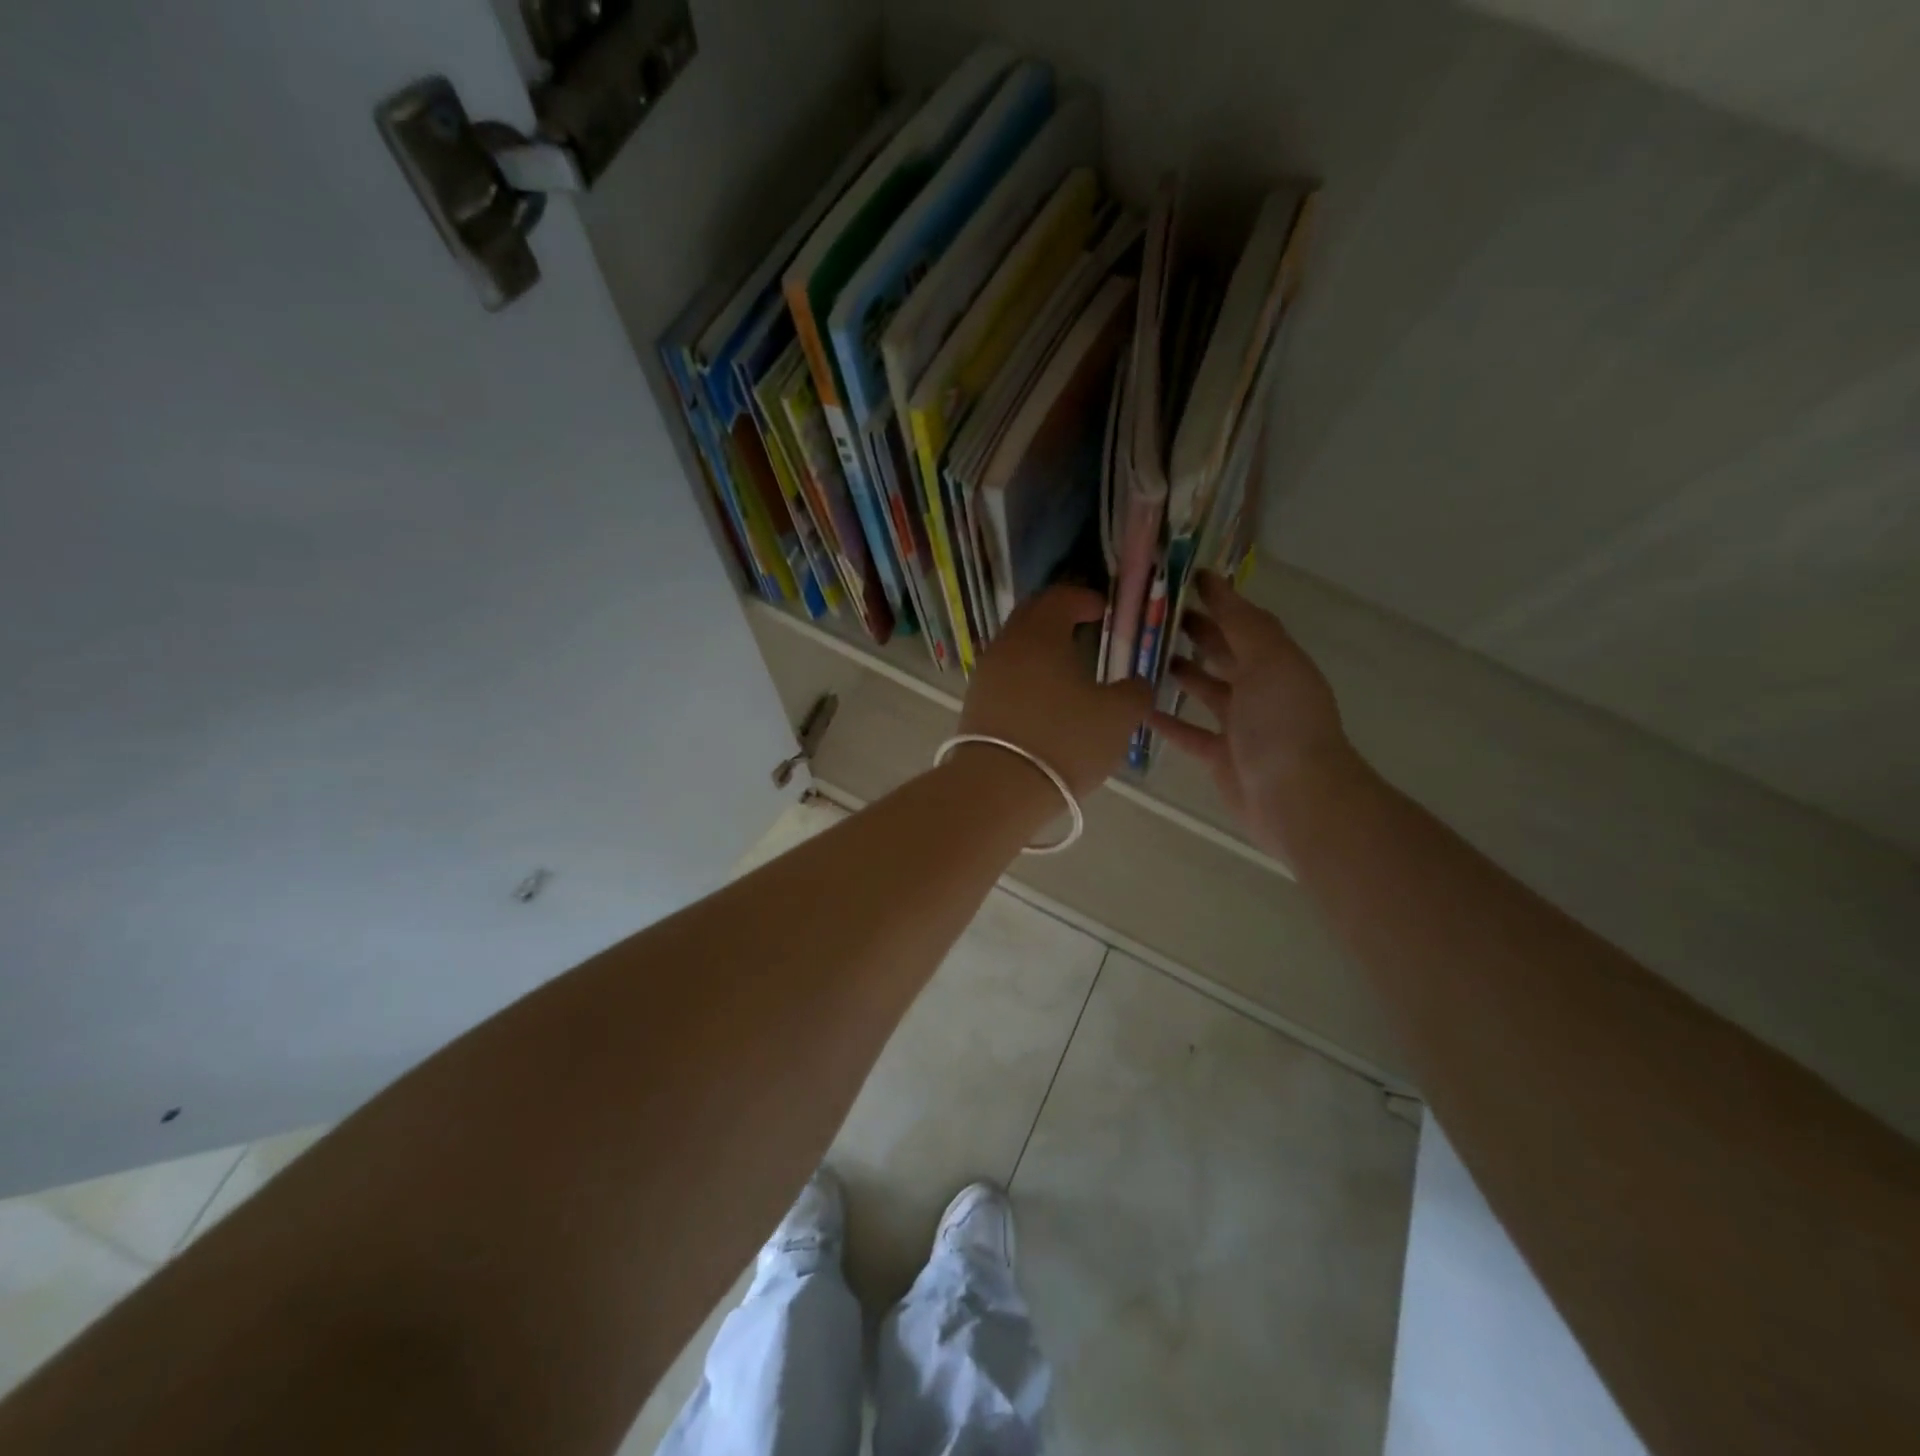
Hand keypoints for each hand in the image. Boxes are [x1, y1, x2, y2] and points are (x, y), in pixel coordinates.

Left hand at [959, 585, 1152, 798]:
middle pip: (1031, 616)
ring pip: (1015, 647)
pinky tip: (1045, 698)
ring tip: (1067, 667)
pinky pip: (1005, 676)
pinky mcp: (975, 704)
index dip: (1084, 598)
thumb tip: (1136, 684)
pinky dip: (1027, 675)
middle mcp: (1006, 646)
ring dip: (1040, 648)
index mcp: (1040, 634)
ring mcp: (985, 675)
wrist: (997, 787)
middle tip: (1084, 628)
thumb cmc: (1063, 741)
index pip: (1060, 597)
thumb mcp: (1117, 717)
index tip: (1103, 610)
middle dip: (1058, 616)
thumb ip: (1135, 692)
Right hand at [1150, 571, 1363, 859]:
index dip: (1217, 599)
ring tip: (1141, 655)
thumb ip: (1241, 623)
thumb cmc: (1282, 722)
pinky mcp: (1220, 756)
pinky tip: (1138, 708)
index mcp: (1276, 661)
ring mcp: (1240, 725)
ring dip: (1178, 671)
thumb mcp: (1269, 660)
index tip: (1181, 579)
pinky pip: (1188, 732)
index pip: (1243, 621)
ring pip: (1204, 690)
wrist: (1296, 797)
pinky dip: (1166, 720)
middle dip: (1194, 632)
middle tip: (1151, 615)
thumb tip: (1216, 581)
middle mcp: (1260, 689)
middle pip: (1223, 652)